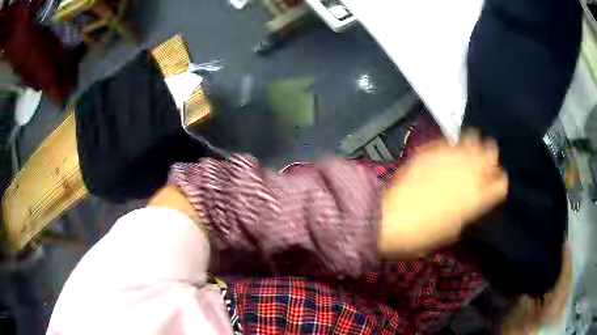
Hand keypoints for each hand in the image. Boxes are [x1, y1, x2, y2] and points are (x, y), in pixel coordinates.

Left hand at [379, 131, 507, 256]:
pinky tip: (450, 152)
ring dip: (475, 146)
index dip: (500, 182)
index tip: (495, 184)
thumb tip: (474, 202)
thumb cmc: (422, 236)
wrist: (389, 220)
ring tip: (469, 153)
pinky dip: (454, 145)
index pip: (502, 182)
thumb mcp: (453, 231)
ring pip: (475, 139)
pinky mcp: (432, 149)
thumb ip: (469, 212)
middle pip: (492, 153)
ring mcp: (451, 157)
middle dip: (490, 159)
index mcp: (478, 197)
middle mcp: (470, 171)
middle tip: (484, 165)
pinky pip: (450, 141)